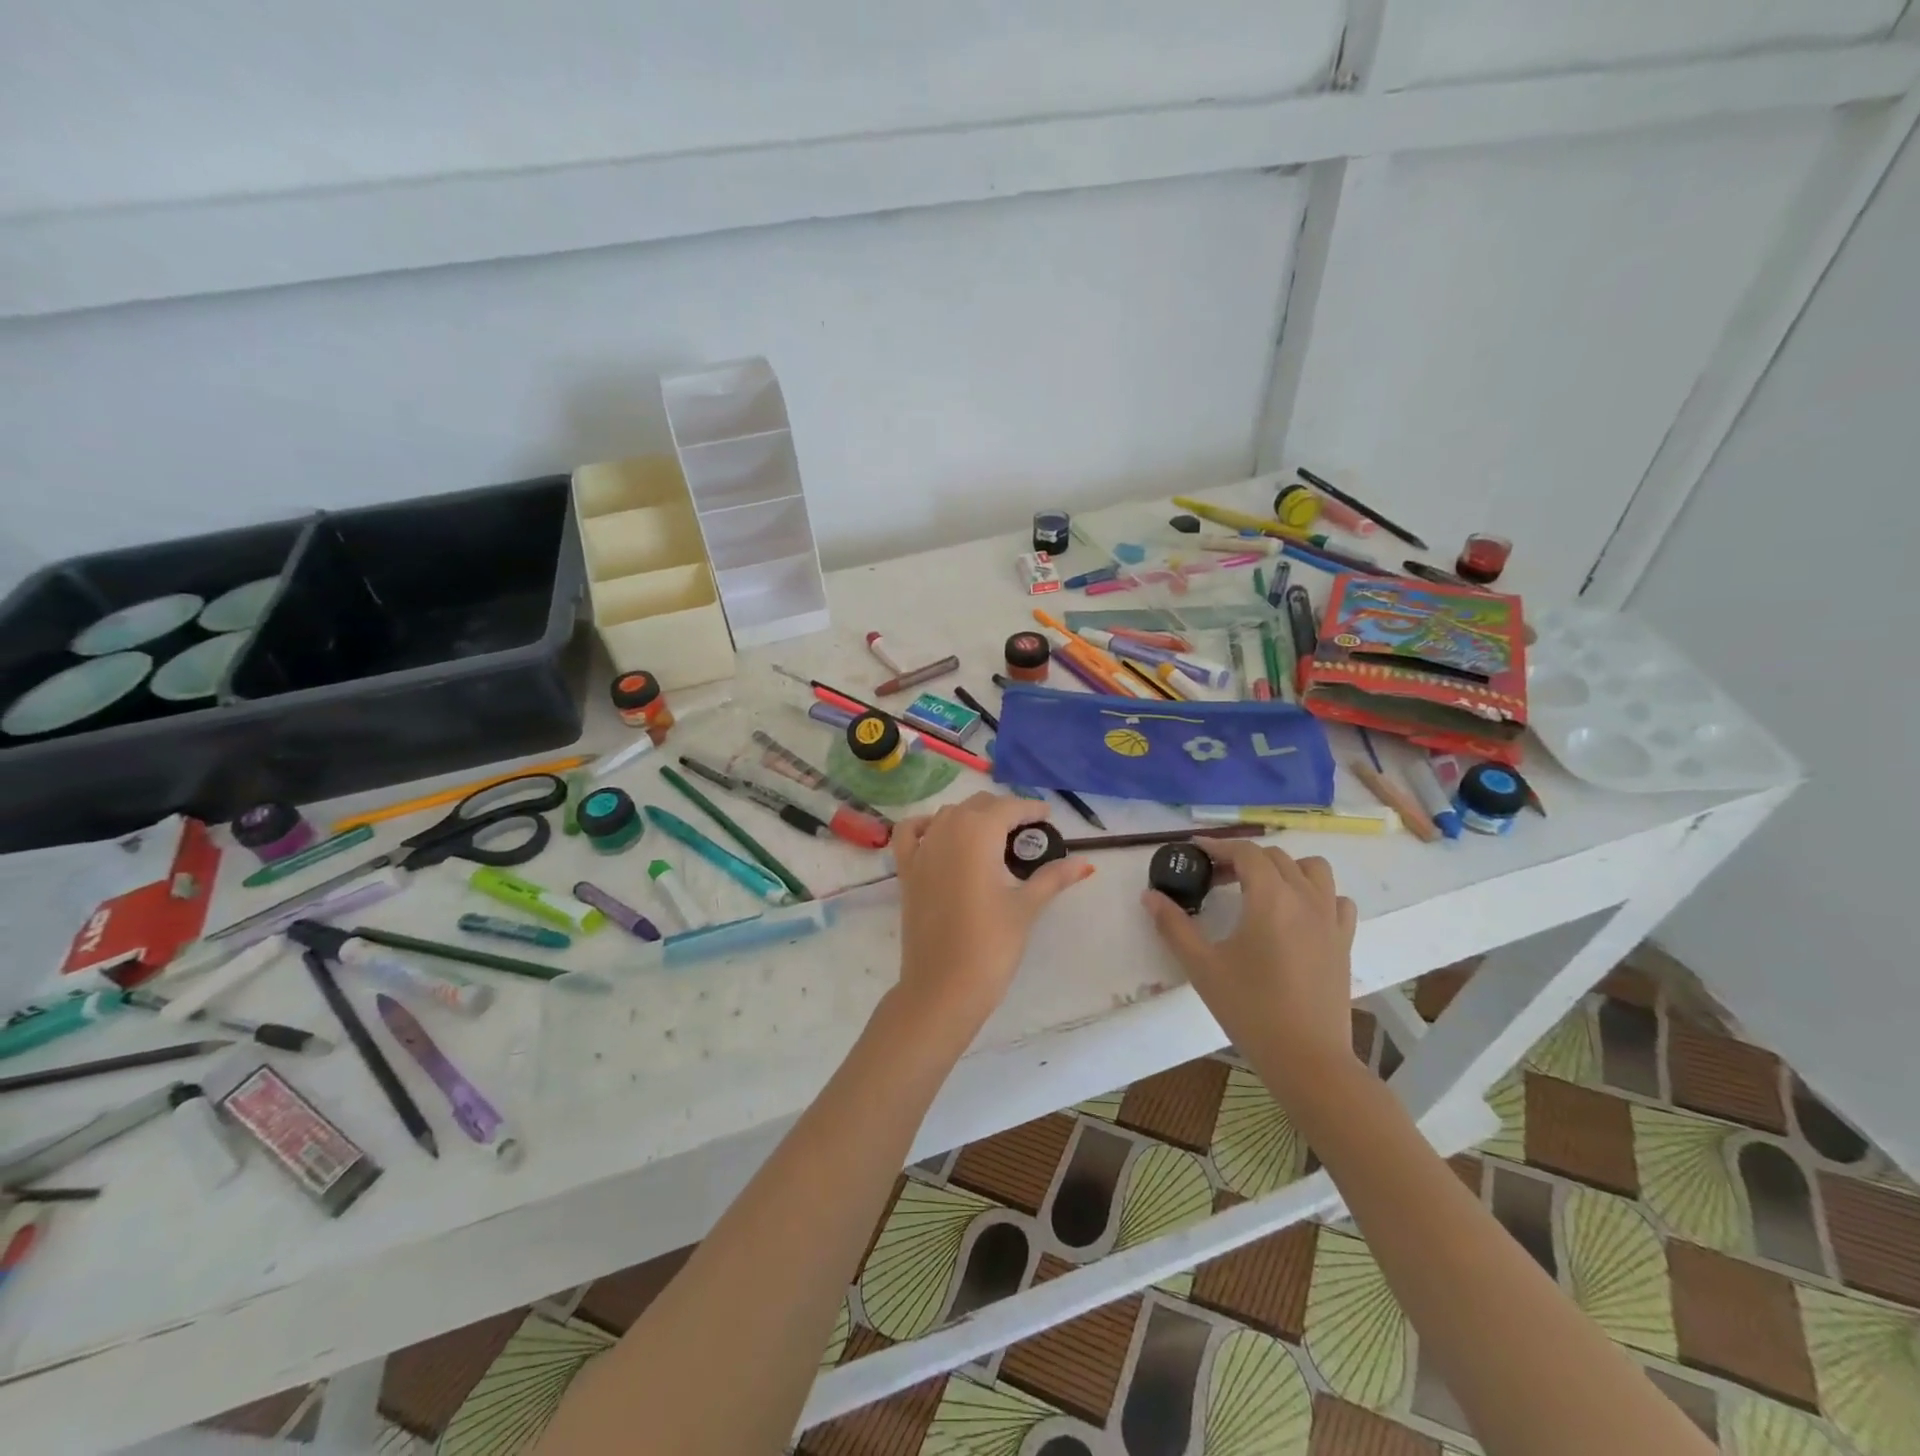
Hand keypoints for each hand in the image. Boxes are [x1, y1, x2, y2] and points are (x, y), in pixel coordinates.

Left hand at [890, 793, 1093, 1039]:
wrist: (942, 987)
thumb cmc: (991, 945)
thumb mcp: (1026, 907)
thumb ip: (1053, 878)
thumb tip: (1087, 864)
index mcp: (977, 833)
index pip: (1008, 808)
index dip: (1030, 809)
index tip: (1047, 817)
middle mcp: (946, 831)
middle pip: (978, 806)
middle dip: (1003, 811)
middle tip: (1027, 832)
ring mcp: (921, 850)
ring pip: (948, 815)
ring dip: (971, 816)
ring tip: (994, 837)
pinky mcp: (905, 871)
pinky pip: (910, 833)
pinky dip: (925, 826)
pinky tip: (940, 835)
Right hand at [1143, 838, 1358, 1102]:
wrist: (1307, 1059)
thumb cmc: (1250, 1009)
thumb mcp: (1202, 966)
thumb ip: (1173, 926)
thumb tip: (1150, 896)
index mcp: (1270, 898)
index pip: (1245, 852)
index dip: (1218, 846)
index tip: (1195, 851)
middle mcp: (1305, 898)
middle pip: (1275, 857)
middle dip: (1242, 858)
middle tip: (1215, 879)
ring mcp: (1330, 919)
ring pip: (1313, 870)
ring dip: (1284, 867)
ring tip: (1260, 889)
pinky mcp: (1344, 942)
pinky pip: (1337, 900)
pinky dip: (1317, 894)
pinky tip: (1297, 914)